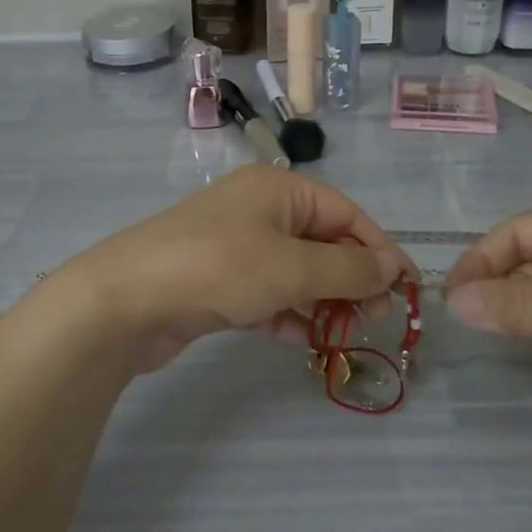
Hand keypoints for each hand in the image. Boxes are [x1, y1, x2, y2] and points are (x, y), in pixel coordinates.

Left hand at [51, 166, 415, 373]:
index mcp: (278, 189)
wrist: (125, 301)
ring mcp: (235, 247)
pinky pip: (267, 295)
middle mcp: (258, 210)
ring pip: (295, 273)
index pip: (346, 214)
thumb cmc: (218, 268)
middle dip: (351, 281)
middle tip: (375, 321)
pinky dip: (289, 315)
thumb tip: (394, 267)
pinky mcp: (217, 282)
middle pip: (322, 244)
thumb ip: (349, 270)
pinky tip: (306, 342)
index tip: (406, 290)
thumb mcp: (292, 268)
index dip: (380, 250)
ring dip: (323, 303)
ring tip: (344, 336)